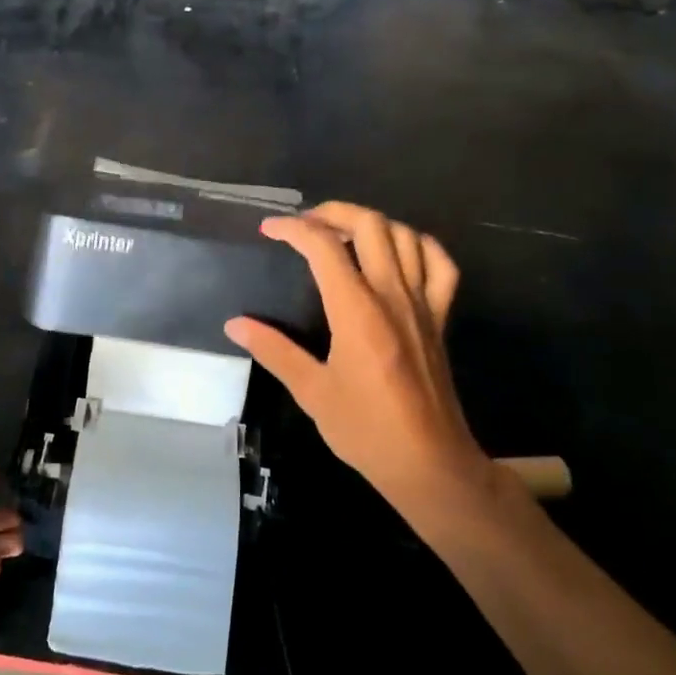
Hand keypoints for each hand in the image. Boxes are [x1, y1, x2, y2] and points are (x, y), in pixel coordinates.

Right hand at [225, 203, 494, 516]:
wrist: (429, 462)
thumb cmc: (365, 430)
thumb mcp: (311, 392)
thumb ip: (273, 351)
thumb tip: (235, 325)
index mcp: (356, 311)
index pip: (323, 247)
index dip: (293, 229)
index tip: (269, 230)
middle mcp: (392, 295)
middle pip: (370, 225)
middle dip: (333, 212)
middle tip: (305, 224)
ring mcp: (422, 304)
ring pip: (405, 236)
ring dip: (372, 223)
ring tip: (344, 233)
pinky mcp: (440, 318)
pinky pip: (440, 266)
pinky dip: (420, 246)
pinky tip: (399, 252)